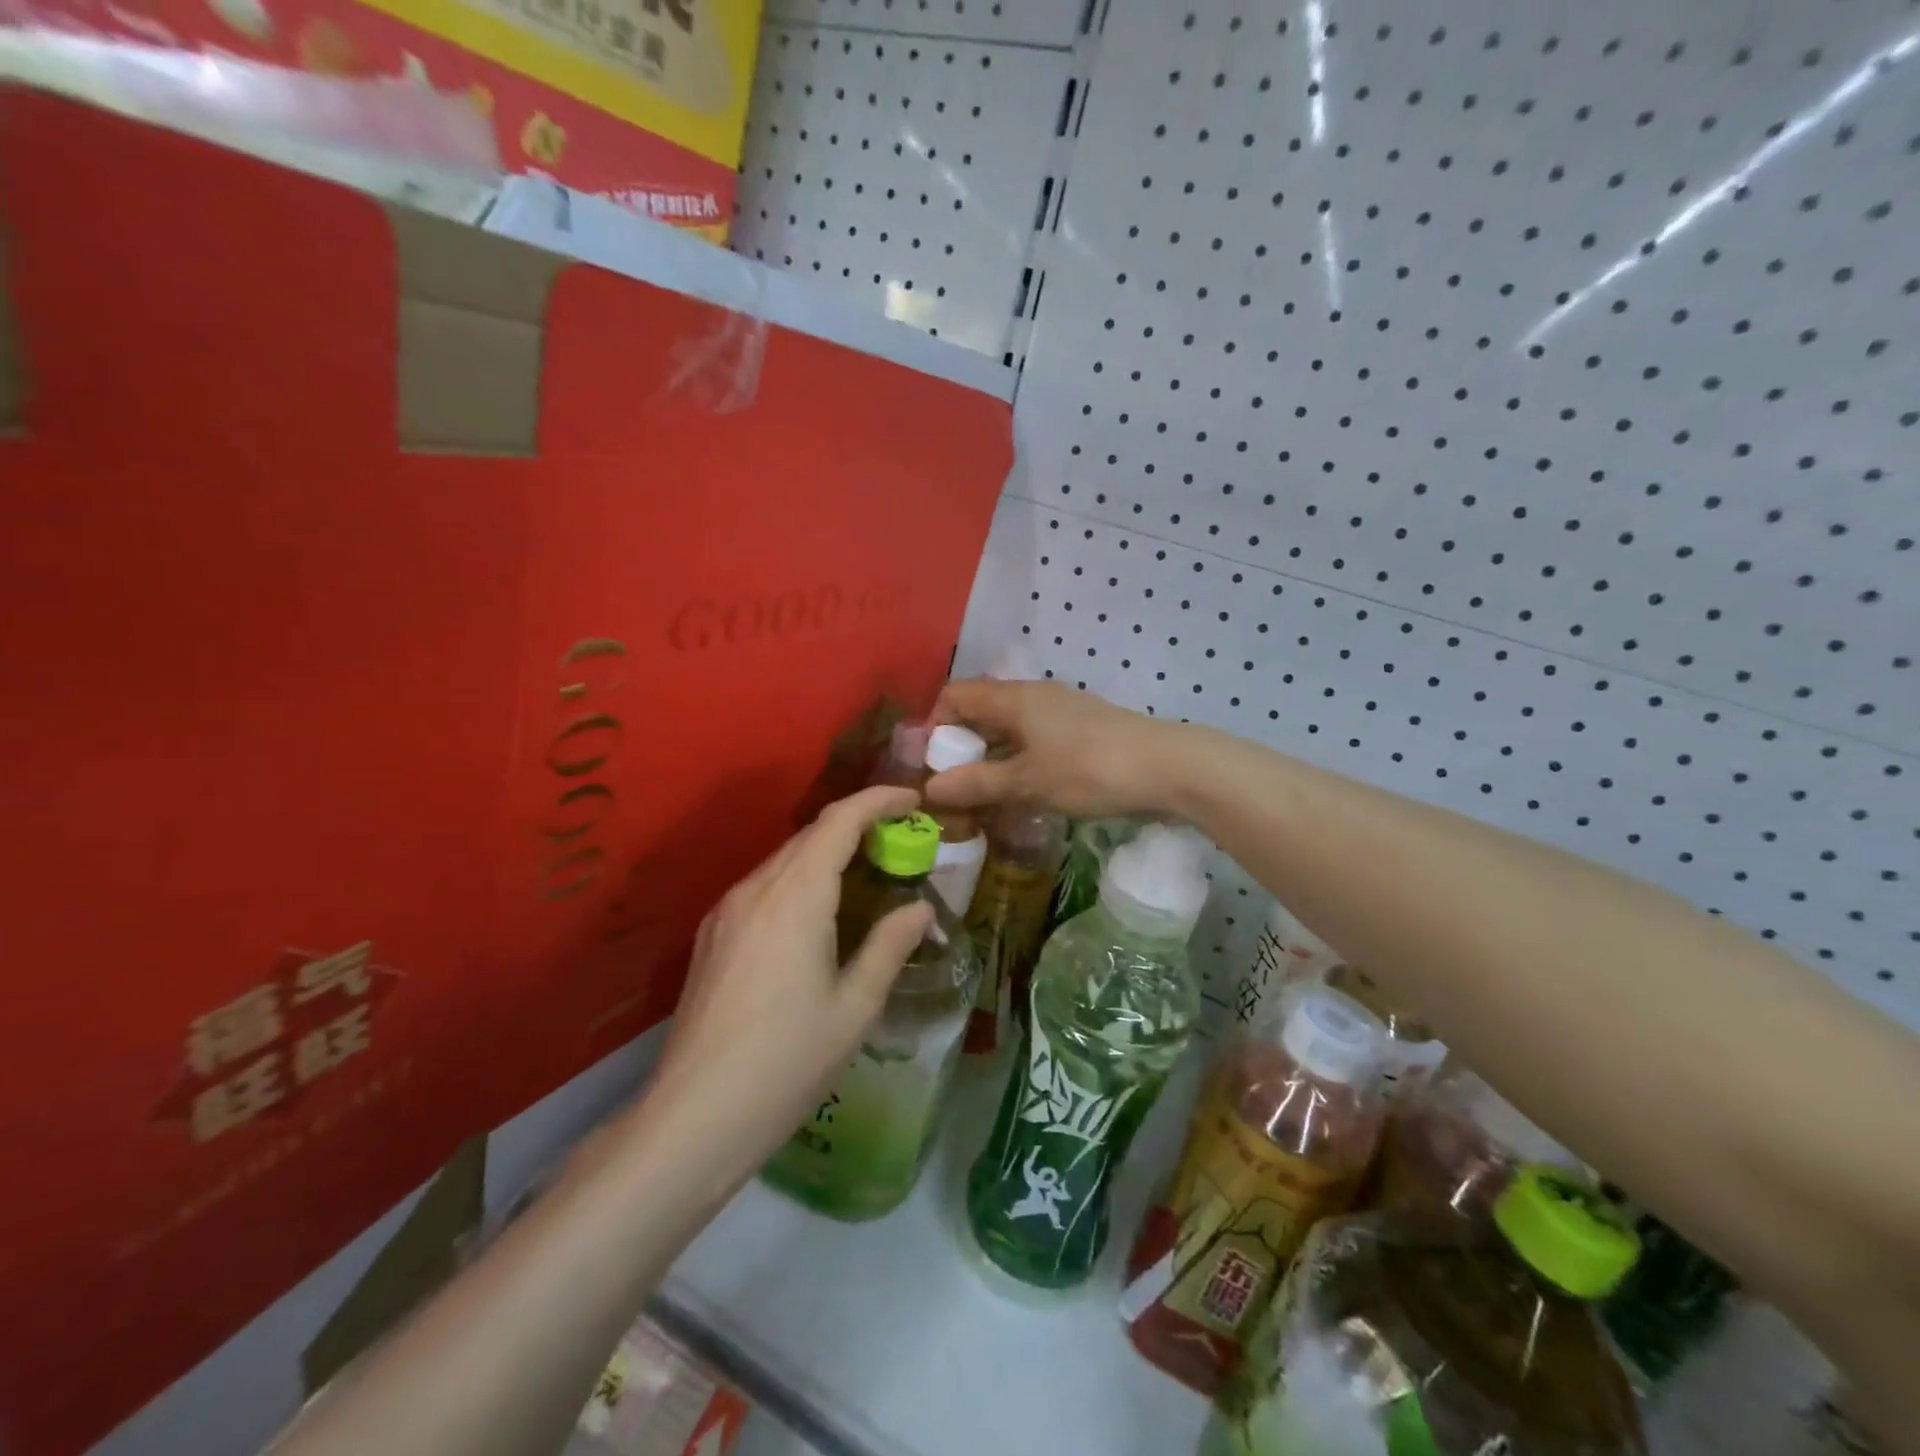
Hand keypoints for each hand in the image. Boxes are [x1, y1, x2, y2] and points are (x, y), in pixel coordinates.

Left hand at [649, 786, 933, 1177]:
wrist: (693, 1119)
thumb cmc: (787, 1063)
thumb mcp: (854, 1008)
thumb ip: (889, 947)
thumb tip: (919, 910)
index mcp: (795, 898)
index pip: (839, 821)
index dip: (878, 800)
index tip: (913, 800)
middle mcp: (755, 890)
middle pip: (810, 835)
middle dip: (857, 826)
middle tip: (900, 843)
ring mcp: (726, 912)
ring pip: (784, 860)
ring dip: (827, 853)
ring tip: (865, 874)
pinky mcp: (711, 936)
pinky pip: (763, 887)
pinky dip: (800, 880)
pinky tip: (817, 914)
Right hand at [925, 679, 1178, 818]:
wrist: (1168, 767)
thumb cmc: (1089, 769)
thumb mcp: (1028, 782)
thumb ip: (978, 784)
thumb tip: (930, 788)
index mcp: (1014, 698)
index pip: (956, 695)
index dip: (934, 724)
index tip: (928, 763)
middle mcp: (1034, 695)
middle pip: (982, 711)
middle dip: (961, 746)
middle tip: (952, 786)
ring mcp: (1061, 711)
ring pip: (1010, 729)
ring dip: (991, 758)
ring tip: (982, 796)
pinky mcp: (1082, 730)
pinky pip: (1035, 740)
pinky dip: (1019, 762)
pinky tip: (1023, 793)